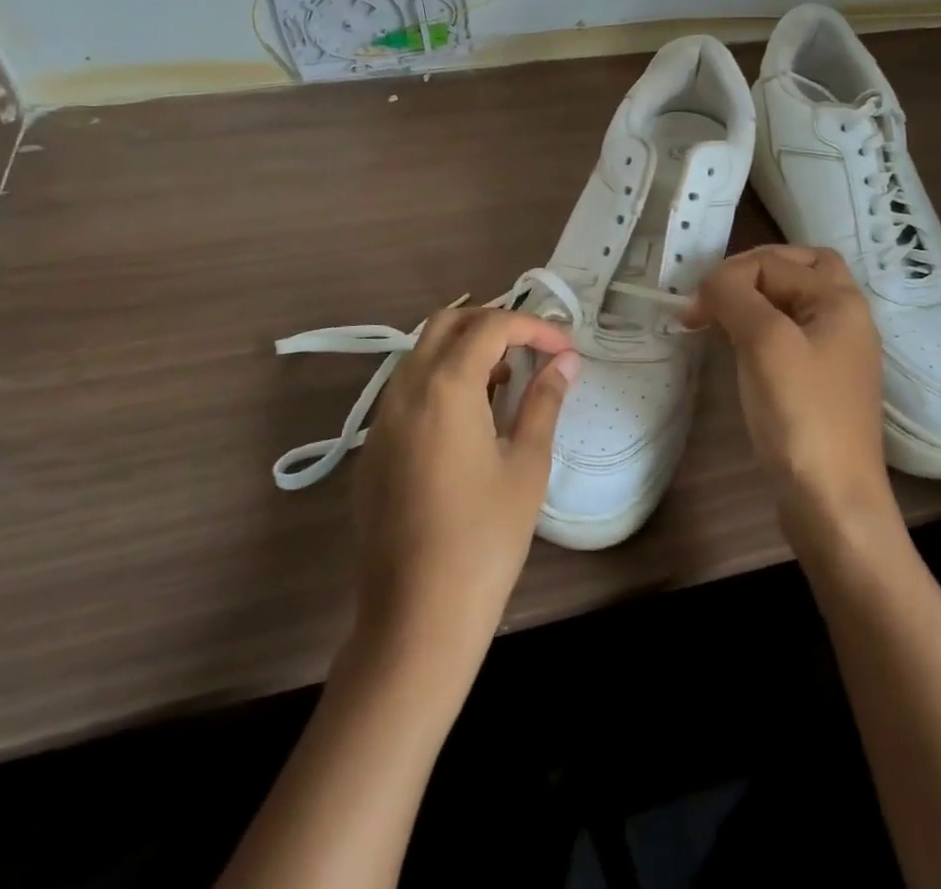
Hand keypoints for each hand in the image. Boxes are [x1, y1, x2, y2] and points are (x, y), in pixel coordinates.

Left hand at [349, 306, 577, 677]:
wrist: (417, 616)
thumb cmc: (485, 538)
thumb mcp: (526, 465)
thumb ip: (544, 401)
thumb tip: (566, 361)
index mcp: (445, 387)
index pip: (491, 326)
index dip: (534, 326)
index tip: (565, 348)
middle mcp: (405, 389)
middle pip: (447, 323)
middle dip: (493, 324)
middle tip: (532, 349)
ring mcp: (382, 418)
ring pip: (422, 353)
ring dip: (465, 350)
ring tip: (507, 381)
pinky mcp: (374, 447)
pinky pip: (407, 389)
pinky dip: (441, 379)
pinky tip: (470, 419)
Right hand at [684, 246, 898, 549]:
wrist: (832, 502)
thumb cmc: (801, 415)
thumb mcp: (765, 343)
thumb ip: (735, 296)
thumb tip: (711, 282)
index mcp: (840, 301)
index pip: (775, 262)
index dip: (729, 276)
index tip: (693, 309)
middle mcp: (844, 318)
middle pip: (799, 269)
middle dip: (754, 271)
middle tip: (717, 293)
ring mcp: (834, 352)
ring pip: (792, 301)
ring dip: (755, 299)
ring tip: (717, 317)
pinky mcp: (819, 382)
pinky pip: (789, 334)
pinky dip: (760, 328)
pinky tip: (737, 346)